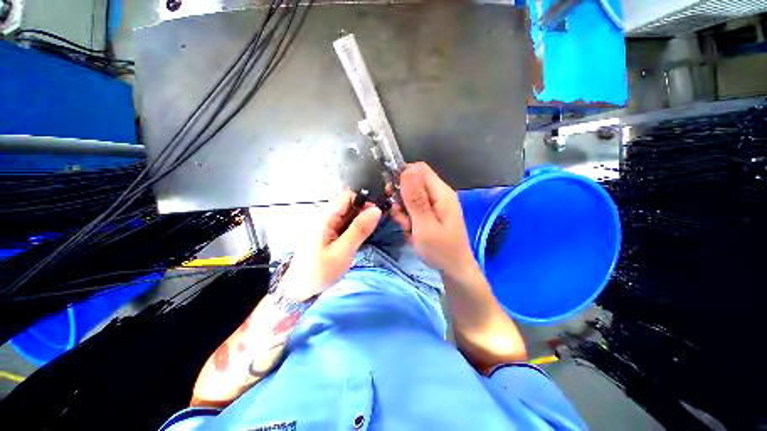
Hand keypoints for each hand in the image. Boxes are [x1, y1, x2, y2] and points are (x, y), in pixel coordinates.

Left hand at [282, 190, 381, 300]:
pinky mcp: (331, 232)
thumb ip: (359, 230)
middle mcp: (326, 216)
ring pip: (351, 214)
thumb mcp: (342, 252)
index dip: (365, 200)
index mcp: (325, 216)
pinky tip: (366, 234)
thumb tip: (376, 210)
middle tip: (381, 222)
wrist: (300, 289)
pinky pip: (348, 224)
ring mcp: (328, 224)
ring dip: (363, 219)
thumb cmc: (319, 271)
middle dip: (366, 210)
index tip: (379, 212)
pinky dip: (358, 227)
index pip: (348, 196)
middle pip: (351, 204)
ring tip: (375, 229)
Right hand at [390, 162, 476, 278]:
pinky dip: (409, 218)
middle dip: (402, 198)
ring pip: (411, 197)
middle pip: (413, 183)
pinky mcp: (432, 213)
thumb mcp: (425, 226)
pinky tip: (412, 231)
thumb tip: (406, 171)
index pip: (419, 169)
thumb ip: (416, 200)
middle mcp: (439, 194)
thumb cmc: (441, 250)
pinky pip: (414, 208)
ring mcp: (436, 204)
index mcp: (441, 193)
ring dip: (404, 211)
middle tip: (401, 217)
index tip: (392, 193)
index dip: (403, 176)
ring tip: (408, 228)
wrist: (454, 269)